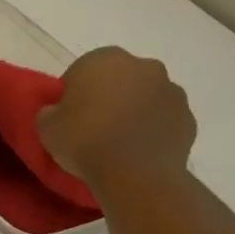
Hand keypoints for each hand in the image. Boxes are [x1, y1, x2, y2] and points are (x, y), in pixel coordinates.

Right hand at [37, 47, 196, 195]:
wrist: (135, 174)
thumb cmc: (84, 140)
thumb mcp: (46, 126)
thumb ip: (50, 111)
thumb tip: (57, 112)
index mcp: (104, 59)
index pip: (81, 71)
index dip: (73, 94)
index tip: (68, 116)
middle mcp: (143, 66)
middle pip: (119, 79)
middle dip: (108, 97)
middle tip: (92, 127)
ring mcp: (171, 91)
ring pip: (145, 97)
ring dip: (133, 111)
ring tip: (117, 142)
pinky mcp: (188, 117)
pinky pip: (163, 120)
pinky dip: (152, 130)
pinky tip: (138, 151)